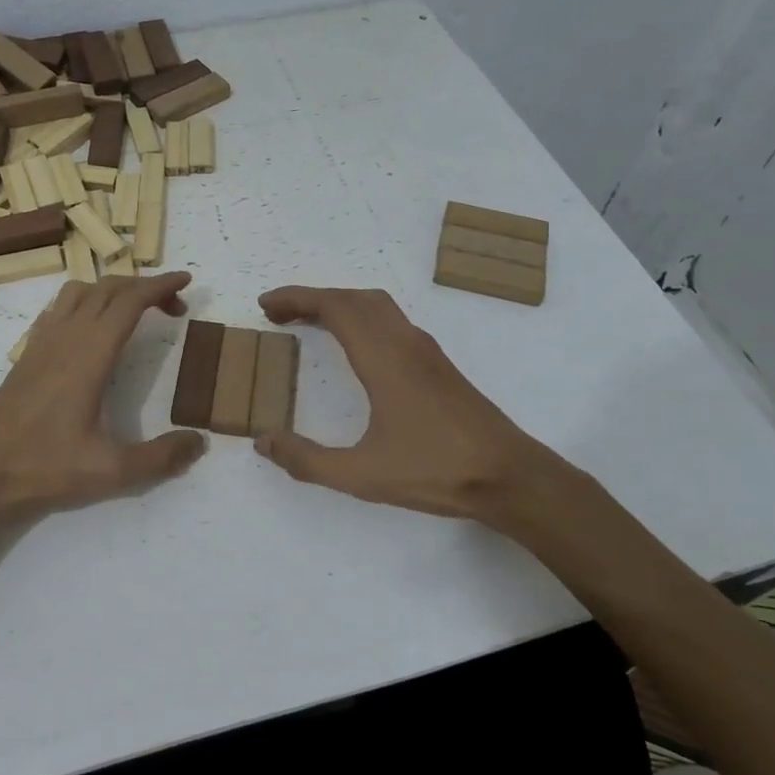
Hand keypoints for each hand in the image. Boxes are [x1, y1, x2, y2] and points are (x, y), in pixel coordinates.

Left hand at [0, 272, 206, 532]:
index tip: (187, 281)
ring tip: (135, 312)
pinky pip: (60, 308)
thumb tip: (200, 442)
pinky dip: (85, 302)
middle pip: (109, 288)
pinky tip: (91, 329)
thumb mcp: (111, 470)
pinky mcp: (28, 353)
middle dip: (145, 287)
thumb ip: (160, 457)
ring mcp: (43, 341)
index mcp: (90, 352)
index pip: (130, 300)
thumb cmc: (44, 466)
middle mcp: (67, 335)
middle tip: (174, 307)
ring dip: (113, 290)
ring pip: (81, 291)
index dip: (161, 285)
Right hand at [253, 286, 579, 531]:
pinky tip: (356, 347)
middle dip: (312, 298)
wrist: (511, 477)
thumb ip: (308, 460)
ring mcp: (426, 351)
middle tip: (279, 313)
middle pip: (354, 298)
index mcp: (384, 358)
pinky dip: (361, 318)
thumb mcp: (362, 475)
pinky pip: (391, 321)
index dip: (296, 298)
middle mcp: (405, 343)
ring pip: (377, 306)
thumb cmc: (436, 471)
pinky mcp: (439, 365)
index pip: (335, 307)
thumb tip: (264, 441)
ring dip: (340, 304)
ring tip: (310, 323)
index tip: (266, 305)